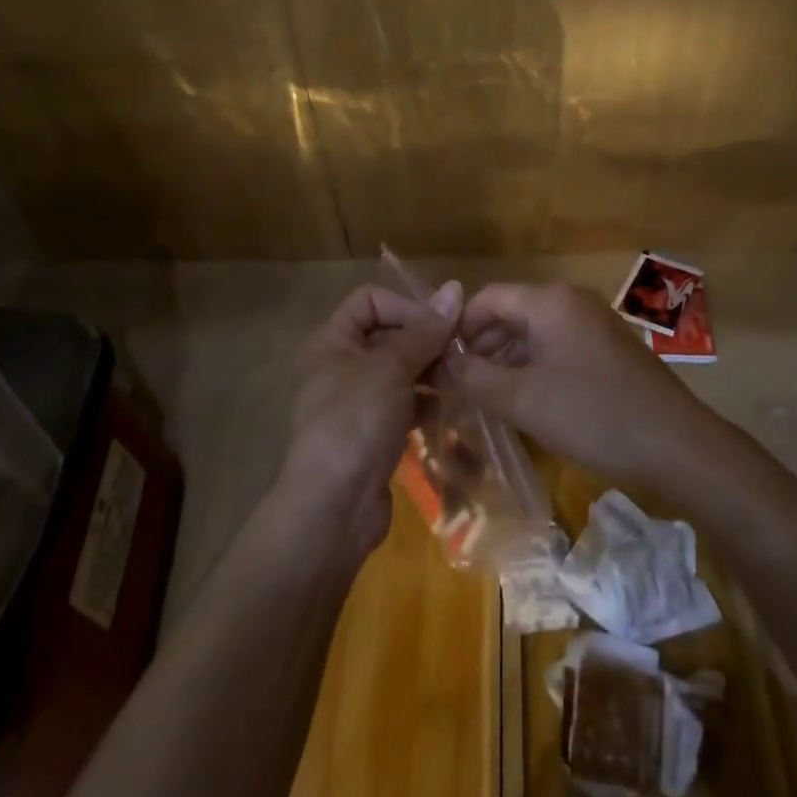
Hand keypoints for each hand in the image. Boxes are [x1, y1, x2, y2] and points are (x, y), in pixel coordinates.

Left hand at [274, 280, 461, 562]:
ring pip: (401, 371)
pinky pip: (405, 404)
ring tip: (463, 377)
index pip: (371, 300)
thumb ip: (426, 330)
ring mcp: (358, 402)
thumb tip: (455, 287)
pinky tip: (453, 407)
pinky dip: (427, 402)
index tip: (440, 327)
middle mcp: (342, 365)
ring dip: (431, 371)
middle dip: (426, 340)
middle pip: (389, 334)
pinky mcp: (374, 433)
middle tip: (462, 351)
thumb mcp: (392, 368)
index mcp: (333, 341)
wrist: (333, 509)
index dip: (406, 305)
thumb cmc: (356, 422)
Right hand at [446, 283, 719, 485]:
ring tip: (485, 396)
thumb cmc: (592, 414)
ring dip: (506, 359)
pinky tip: (525, 400)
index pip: (487, 298)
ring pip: (534, 332)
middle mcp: (570, 300)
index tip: (440, 363)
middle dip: (481, 345)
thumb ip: (474, 377)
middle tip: (457, 384)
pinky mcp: (607, 347)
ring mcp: (593, 323)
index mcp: (548, 301)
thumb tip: (439, 362)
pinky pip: (558, 346)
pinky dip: (534, 366)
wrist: (675, 444)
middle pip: (511, 312)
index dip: (459, 328)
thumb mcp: (523, 399)